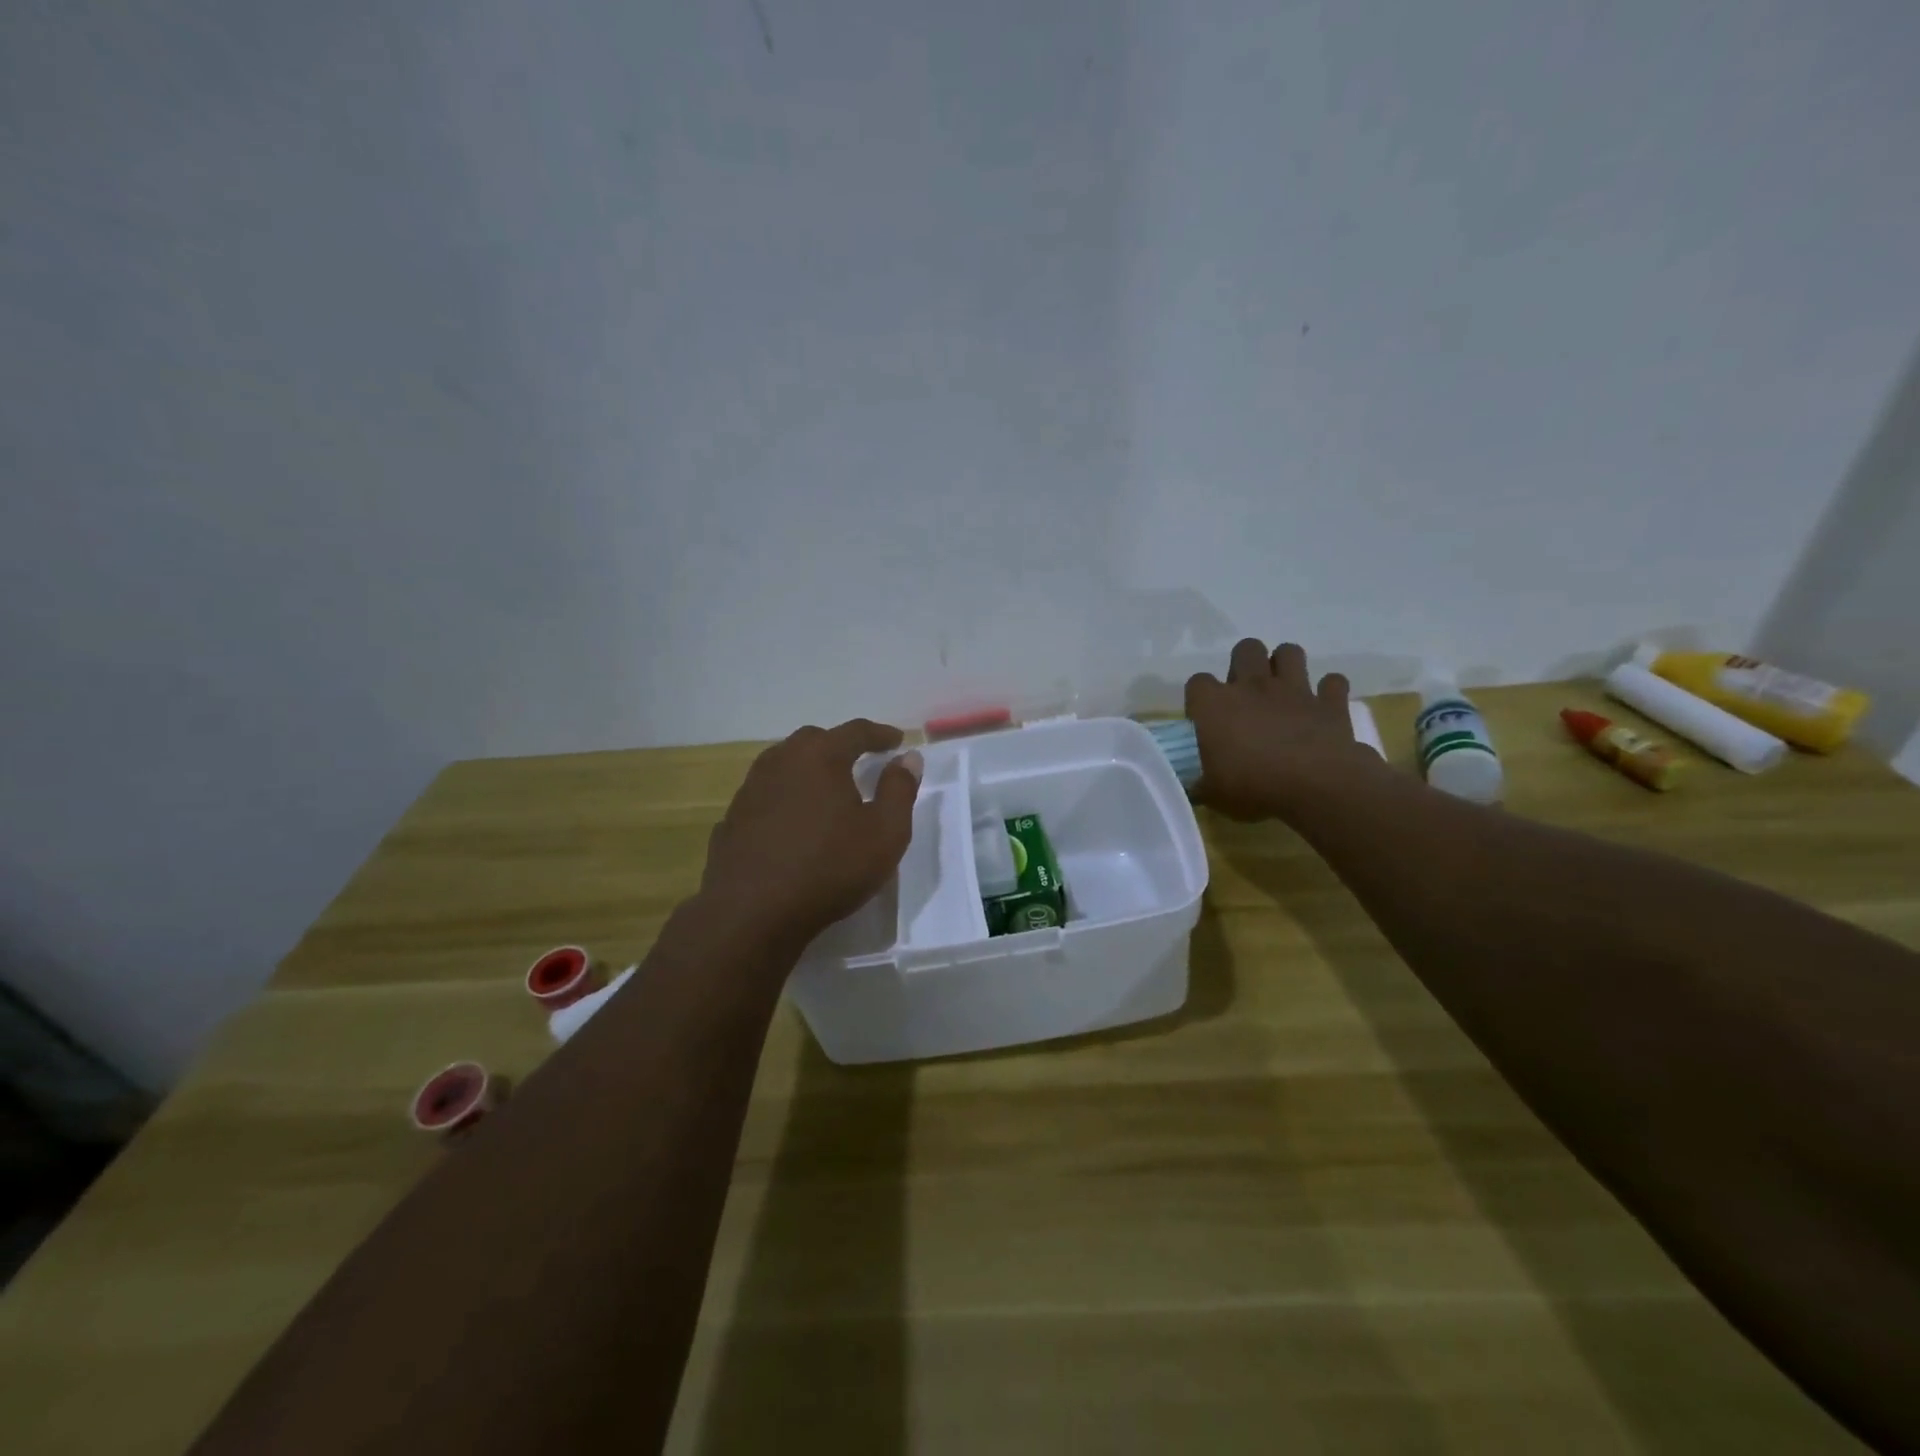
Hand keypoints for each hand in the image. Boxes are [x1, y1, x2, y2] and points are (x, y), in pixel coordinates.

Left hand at [700, 719, 922, 947]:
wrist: (752, 913)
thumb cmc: (829, 867)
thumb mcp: (885, 832)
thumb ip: (900, 789)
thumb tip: (908, 758)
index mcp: (820, 757)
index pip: (856, 731)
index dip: (880, 734)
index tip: (897, 741)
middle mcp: (781, 761)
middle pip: (814, 740)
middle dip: (840, 746)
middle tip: (859, 760)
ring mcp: (750, 790)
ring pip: (783, 765)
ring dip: (808, 769)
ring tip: (825, 789)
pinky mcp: (732, 819)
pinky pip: (765, 796)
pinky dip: (784, 798)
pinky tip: (791, 821)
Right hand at [1185, 639, 1377, 821]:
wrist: (1317, 786)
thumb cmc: (1253, 787)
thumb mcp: (1212, 794)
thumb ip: (1199, 783)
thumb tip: (1193, 786)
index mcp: (1215, 705)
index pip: (1197, 682)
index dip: (1200, 698)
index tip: (1205, 720)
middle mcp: (1253, 686)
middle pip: (1245, 649)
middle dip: (1244, 664)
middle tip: (1245, 695)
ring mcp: (1294, 690)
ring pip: (1289, 652)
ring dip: (1285, 665)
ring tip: (1282, 690)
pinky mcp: (1329, 702)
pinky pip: (1333, 683)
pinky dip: (1328, 691)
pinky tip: (1322, 707)